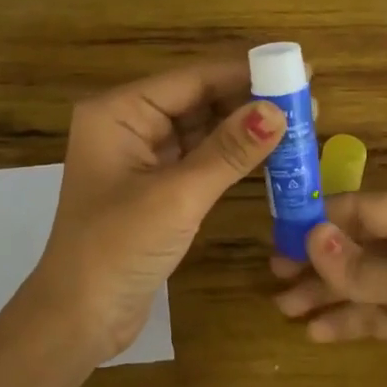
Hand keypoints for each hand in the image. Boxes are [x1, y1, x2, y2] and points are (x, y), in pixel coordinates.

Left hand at [34, 60, 286, 363]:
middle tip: (306, 101)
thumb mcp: (177, 196)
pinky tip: (271, 153)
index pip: (192, 78)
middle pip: (199, 99)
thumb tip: (278, 111)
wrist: (80, 317)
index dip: (246, 72)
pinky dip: (233, 156)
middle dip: (250, 99)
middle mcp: (128, 124)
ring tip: (300, 123)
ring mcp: (142, 157)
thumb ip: (229, 151)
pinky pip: (200, 158)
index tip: (298, 69)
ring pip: (203, 129)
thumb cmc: (118, 248)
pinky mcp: (156, 187)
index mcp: (119, 112)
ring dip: (245, 128)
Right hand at [271, 193, 386, 386]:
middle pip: (361, 242)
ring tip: (284, 308)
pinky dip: (346, 320)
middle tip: (273, 275)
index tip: (276, 235)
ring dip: (325, 291)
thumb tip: (308, 238)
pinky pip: (374, 314)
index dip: (322, 220)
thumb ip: (365, 266)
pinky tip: (315, 333)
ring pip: (363, 280)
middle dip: (319, 258)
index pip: (367, 207)